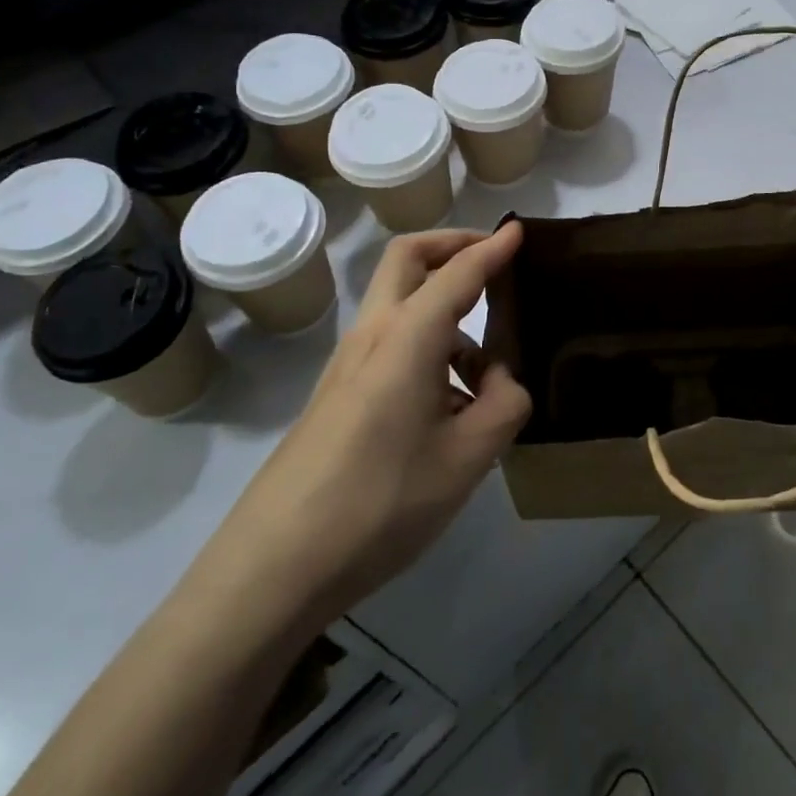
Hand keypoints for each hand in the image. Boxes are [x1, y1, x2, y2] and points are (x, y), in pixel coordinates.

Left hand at [204, 223, 531, 624]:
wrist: (275, 565)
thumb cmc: (380, 503)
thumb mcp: (467, 459)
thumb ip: (504, 406)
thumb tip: (503, 380)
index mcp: (408, 337)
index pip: (458, 272)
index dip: (492, 248)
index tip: (519, 230)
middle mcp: (374, 334)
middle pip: (408, 259)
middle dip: (451, 245)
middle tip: (493, 260)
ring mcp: (349, 363)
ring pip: (401, 304)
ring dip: (445, 309)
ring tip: (488, 371)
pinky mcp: (339, 392)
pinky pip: (392, 344)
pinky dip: (428, 346)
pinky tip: (451, 407)